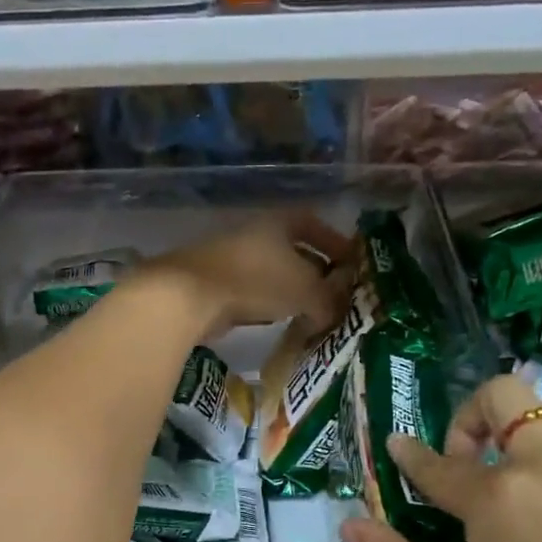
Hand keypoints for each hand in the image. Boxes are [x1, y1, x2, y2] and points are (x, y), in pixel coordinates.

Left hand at [139, 213, 354, 338]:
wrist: (190, 295)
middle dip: (314, 270)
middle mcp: (255, 234)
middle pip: (292, 249)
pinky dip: (267, 303)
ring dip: (290, 290)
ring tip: (309, 311)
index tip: (350, 264)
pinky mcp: (215, 284)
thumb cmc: (256, 280)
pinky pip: (251, 291)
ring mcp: (231, 258)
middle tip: (332, 293)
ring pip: (271, 272)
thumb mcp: (305, 290)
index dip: (335, 242)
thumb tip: (334, 314)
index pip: (314, 224)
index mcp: (279, 222)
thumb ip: (327, 300)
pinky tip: (276, 320)